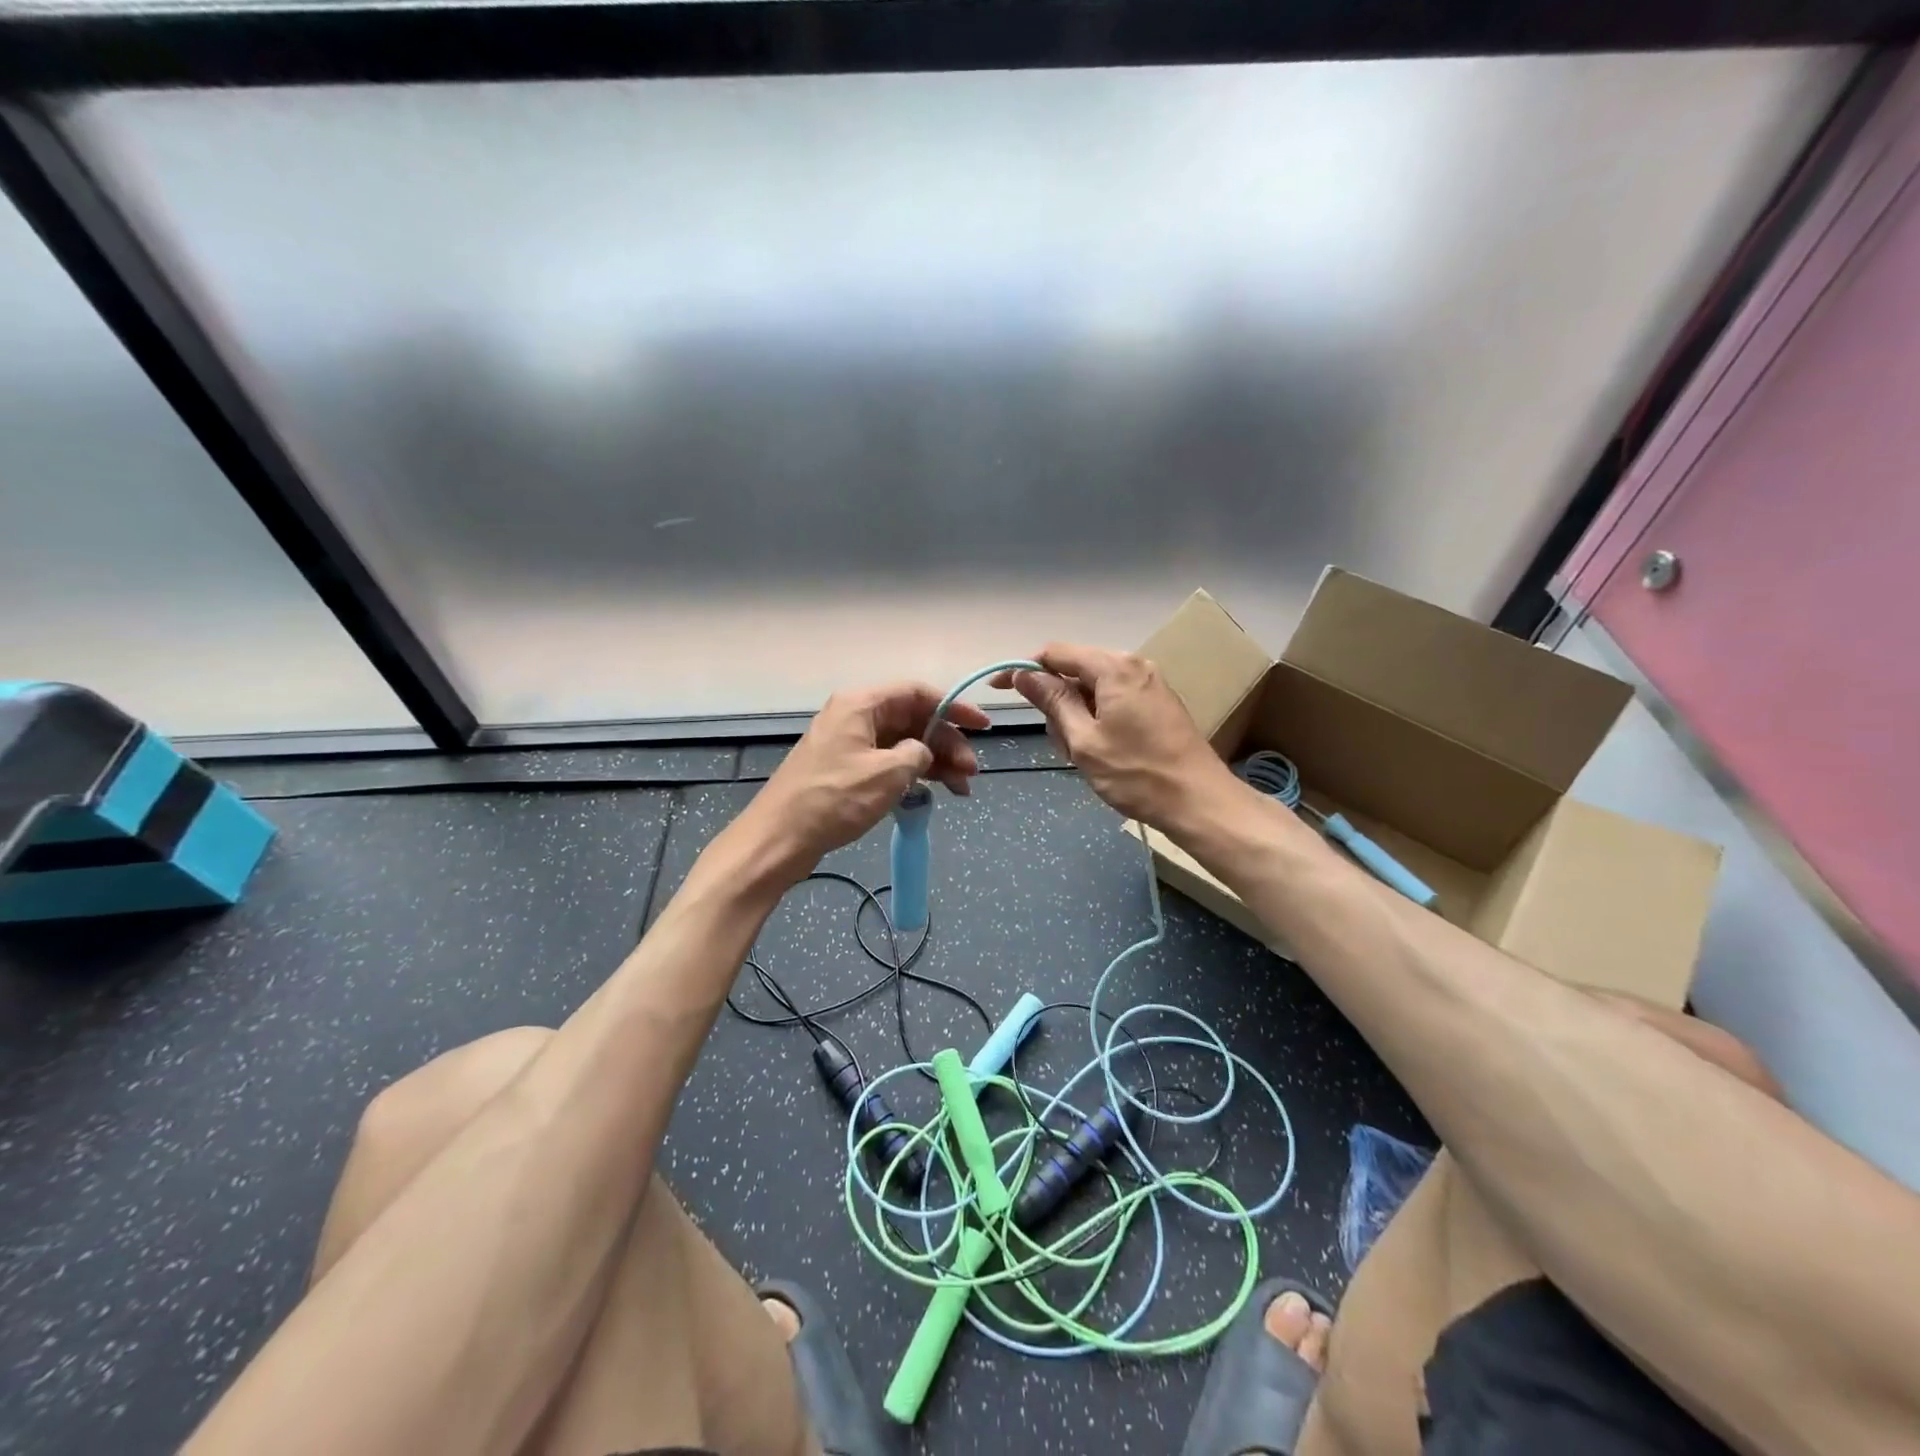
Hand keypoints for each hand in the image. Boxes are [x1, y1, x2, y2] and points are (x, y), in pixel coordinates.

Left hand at [735, 682, 991, 880]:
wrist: (779, 838)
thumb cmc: (834, 799)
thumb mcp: (887, 773)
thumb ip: (917, 753)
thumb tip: (922, 752)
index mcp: (861, 704)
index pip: (917, 692)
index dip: (954, 707)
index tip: (982, 727)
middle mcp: (855, 716)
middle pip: (912, 719)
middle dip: (946, 743)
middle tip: (971, 772)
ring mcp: (849, 743)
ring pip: (903, 743)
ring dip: (934, 762)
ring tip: (961, 788)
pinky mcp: (846, 769)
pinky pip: (889, 762)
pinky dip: (913, 774)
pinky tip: (934, 792)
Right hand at [992, 644, 1233, 827]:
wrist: (1199, 802)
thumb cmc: (1136, 774)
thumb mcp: (1083, 740)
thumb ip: (1052, 702)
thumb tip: (1024, 675)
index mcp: (1114, 667)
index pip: (1055, 654)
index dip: (1024, 670)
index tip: (999, 690)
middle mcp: (1134, 665)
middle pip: (1076, 670)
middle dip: (1057, 702)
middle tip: (1061, 744)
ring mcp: (1150, 684)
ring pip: (1094, 689)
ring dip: (1077, 717)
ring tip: (1083, 756)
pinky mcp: (1158, 704)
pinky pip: (1114, 700)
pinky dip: (1098, 720)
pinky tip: (1103, 752)